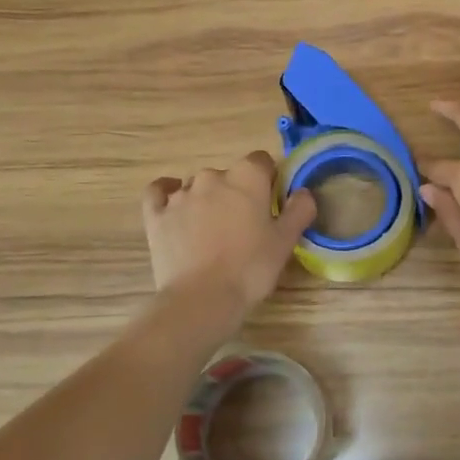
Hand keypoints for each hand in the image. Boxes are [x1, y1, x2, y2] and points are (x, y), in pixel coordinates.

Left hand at [142, 152, 315, 323]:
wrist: (201, 299)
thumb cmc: (251, 268)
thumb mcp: (286, 241)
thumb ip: (299, 209)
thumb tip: (303, 191)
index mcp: (247, 177)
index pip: (261, 161)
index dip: (268, 179)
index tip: (271, 204)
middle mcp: (212, 177)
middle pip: (229, 175)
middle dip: (238, 192)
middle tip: (245, 225)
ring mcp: (180, 195)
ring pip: (198, 186)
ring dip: (208, 200)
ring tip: (213, 231)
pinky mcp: (156, 214)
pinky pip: (159, 192)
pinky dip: (167, 193)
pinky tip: (174, 205)